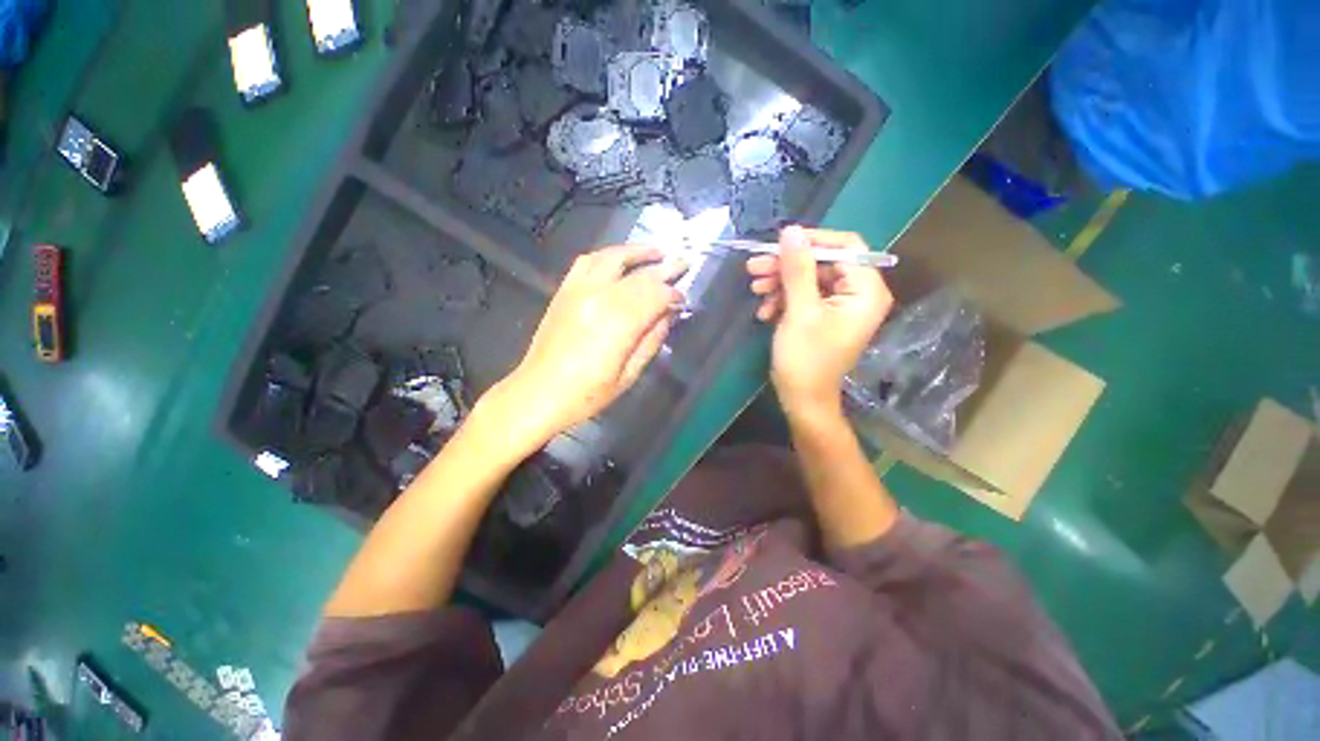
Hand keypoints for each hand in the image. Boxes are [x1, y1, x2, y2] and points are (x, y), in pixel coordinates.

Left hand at [489, 245, 684, 444]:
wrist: (538, 393)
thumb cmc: (587, 393)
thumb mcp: (629, 374)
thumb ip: (651, 340)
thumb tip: (668, 316)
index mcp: (618, 322)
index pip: (655, 295)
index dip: (673, 295)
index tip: (682, 300)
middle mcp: (599, 297)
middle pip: (638, 275)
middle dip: (664, 269)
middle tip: (682, 263)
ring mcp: (578, 290)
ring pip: (612, 257)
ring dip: (636, 252)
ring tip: (655, 252)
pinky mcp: (564, 291)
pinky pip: (586, 261)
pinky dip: (607, 255)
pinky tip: (618, 259)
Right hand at [747, 225, 893, 418]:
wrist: (802, 399)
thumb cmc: (805, 358)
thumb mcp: (799, 311)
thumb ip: (797, 269)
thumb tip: (791, 231)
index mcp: (866, 290)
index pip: (845, 246)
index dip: (812, 241)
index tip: (779, 243)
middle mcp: (858, 293)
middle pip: (822, 263)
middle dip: (786, 266)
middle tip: (754, 267)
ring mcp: (840, 305)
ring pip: (809, 279)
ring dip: (780, 283)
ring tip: (755, 290)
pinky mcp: (824, 315)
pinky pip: (804, 296)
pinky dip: (783, 299)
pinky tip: (764, 311)